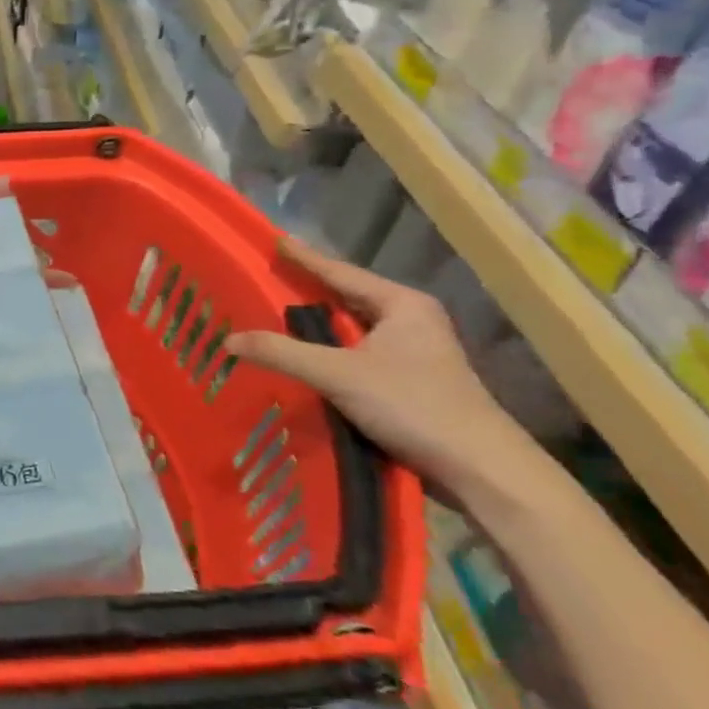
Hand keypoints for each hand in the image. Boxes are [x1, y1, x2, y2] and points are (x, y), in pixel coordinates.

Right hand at [226, 237, 532, 502]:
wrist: (479, 467)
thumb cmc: (414, 405)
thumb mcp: (339, 374)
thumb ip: (282, 353)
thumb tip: (228, 340)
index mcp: (402, 305)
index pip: (341, 273)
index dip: (305, 258)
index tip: (275, 240)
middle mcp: (411, 321)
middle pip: (348, 298)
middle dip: (309, 290)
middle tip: (269, 278)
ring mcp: (414, 353)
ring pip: (353, 329)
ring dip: (318, 325)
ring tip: (277, 315)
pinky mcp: (411, 382)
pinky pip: (357, 354)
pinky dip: (329, 351)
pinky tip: (305, 357)